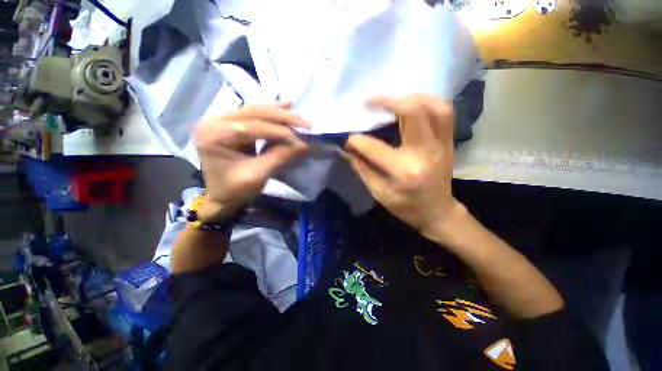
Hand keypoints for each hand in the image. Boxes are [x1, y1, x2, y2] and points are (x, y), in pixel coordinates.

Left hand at [194, 102, 308, 221]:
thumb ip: (279, 156)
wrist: (221, 197)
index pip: (250, 127)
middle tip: (303, 121)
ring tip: (294, 107)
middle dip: (281, 117)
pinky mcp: (229, 124)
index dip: (277, 131)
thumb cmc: (235, 190)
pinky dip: (269, 112)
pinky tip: (282, 106)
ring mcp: (219, 120)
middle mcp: (212, 121)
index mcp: (213, 136)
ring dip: (276, 111)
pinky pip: (252, 115)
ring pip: (253, 110)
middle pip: (252, 113)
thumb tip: (303, 143)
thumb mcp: (258, 175)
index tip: (299, 135)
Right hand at [345, 94, 462, 240]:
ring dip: (410, 98)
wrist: (438, 212)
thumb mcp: (379, 193)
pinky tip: (412, 105)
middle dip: (387, 101)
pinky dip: (427, 102)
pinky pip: (444, 112)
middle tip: (369, 102)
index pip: (375, 148)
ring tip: (392, 101)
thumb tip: (348, 149)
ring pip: (433, 107)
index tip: (348, 138)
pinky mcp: (448, 142)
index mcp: (404, 172)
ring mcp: (441, 145)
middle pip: (413, 113)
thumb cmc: (406, 207)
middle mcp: (425, 153)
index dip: (357, 141)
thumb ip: (362, 169)